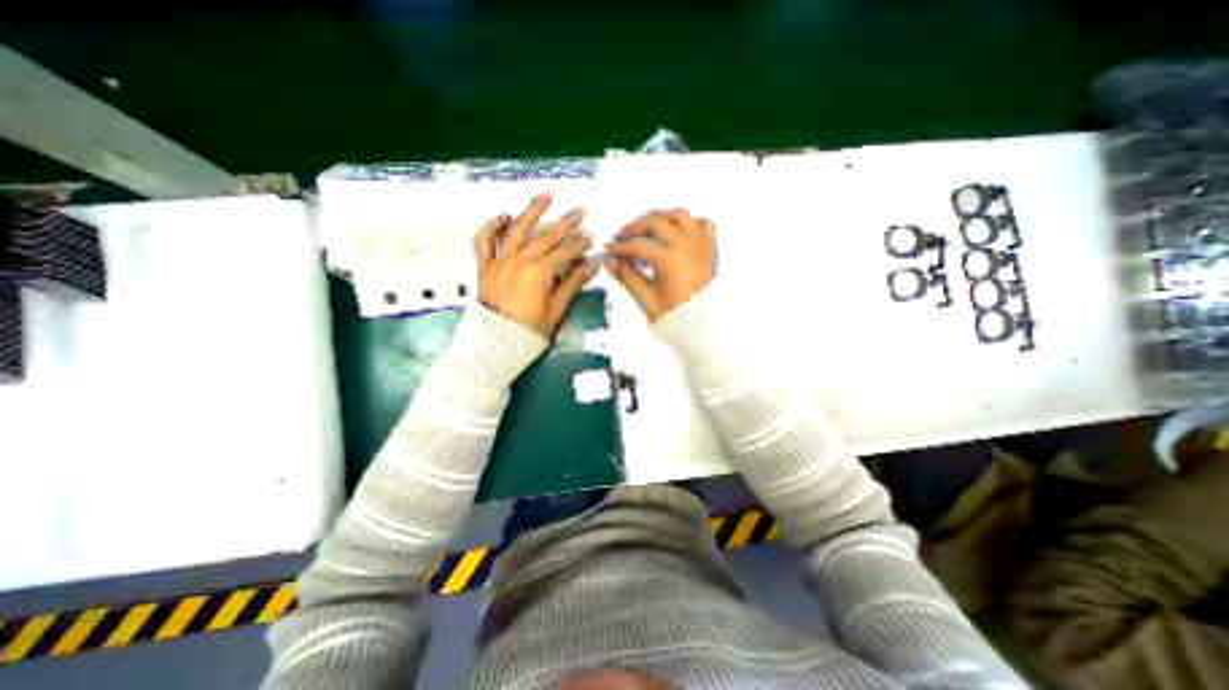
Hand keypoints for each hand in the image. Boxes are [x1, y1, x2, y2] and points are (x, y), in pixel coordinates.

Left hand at [472, 192, 598, 336]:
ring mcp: (499, 261)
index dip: (579, 244)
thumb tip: (590, 266)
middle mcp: (519, 261)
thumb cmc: (529, 332)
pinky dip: (492, 226)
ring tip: (546, 194)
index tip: (591, 235)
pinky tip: (504, 216)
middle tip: (580, 210)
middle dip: (566, 223)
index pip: (564, 253)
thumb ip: (571, 285)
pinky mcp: (484, 266)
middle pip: (546, 237)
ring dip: (532, 210)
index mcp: (539, 274)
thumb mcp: (556, 311)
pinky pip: (484, 241)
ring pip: (517, 229)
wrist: (494, 344)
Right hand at [605, 206, 716, 321]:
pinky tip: (677, 227)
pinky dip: (687, 221)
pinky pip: (701, 223)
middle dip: (635, 226)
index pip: (638, 244)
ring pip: (679, 215)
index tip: (611, 249)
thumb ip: (628, 277)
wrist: (705, 325)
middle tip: (623, 234)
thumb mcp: (648, 299)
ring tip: (647, 223)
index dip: (620, 246)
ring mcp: (699, 245)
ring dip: (660, 216)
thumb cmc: (682, 317)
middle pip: (656, 222)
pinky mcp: (709, 249)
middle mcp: (686, 247)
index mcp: (670, 259)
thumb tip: (614, 263)